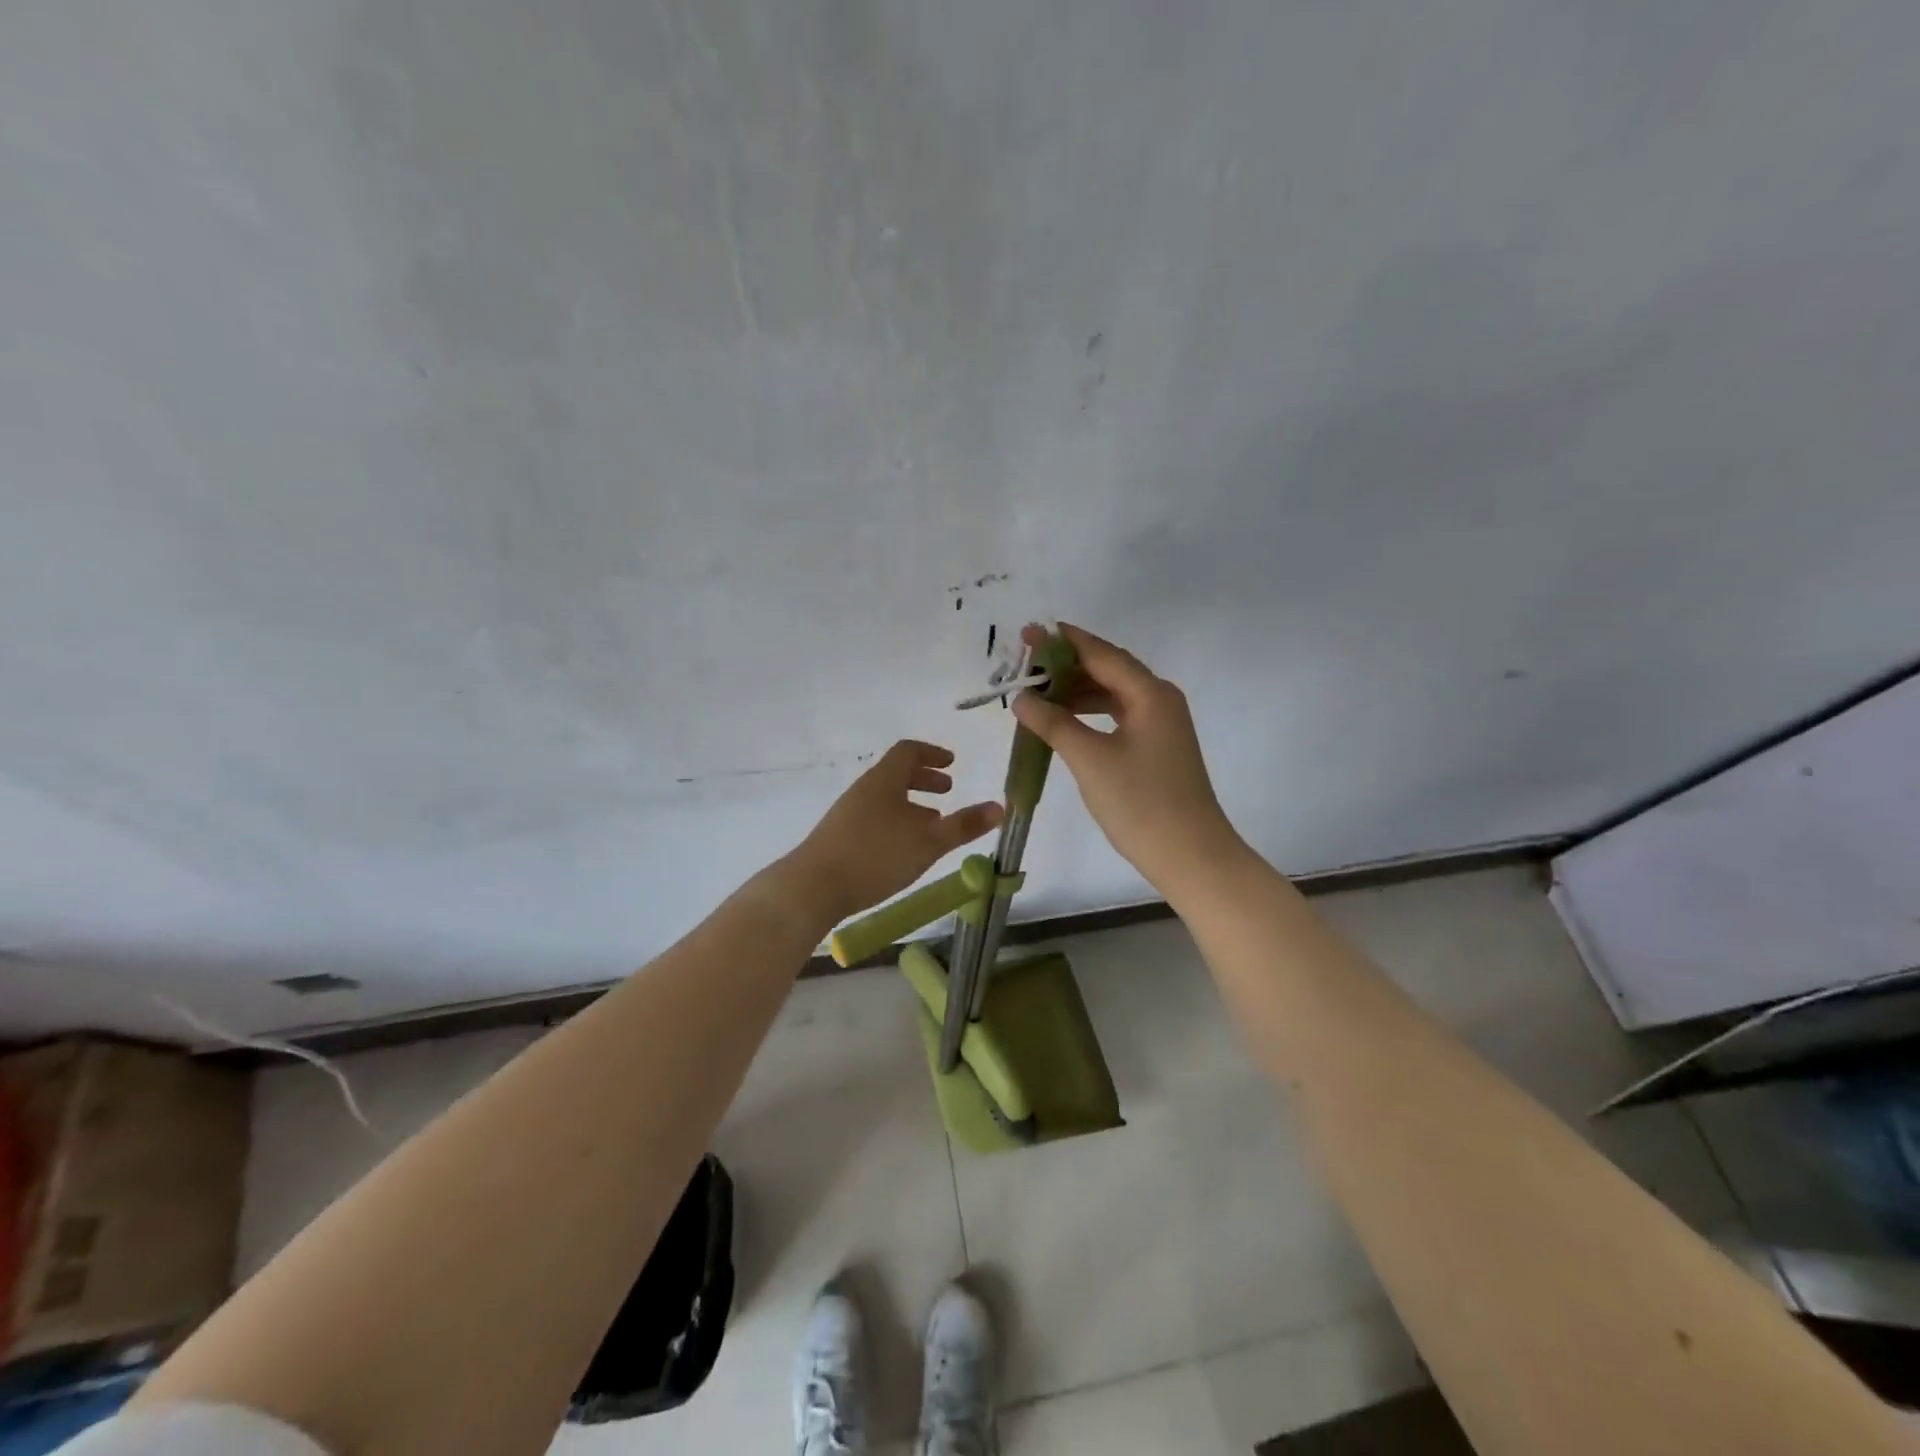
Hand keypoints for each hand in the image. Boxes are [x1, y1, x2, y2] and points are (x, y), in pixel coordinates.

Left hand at [791, 740, 1002, 922]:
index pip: (908, 751)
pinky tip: (904, 849)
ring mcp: (848, 813)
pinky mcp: (839, 836)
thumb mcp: (928, 842)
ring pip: (886, 798)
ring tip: (932, 823)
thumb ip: (964, 825)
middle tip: (947, 791)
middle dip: (924, 779)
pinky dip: (897, 821)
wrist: (813, 887)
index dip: (932, 753)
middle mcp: (864, 789)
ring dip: (911, 804)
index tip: (952, 763)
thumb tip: (1000, 807)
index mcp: (884, 780)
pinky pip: (875, 817)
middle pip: (896, 773)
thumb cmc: (875, 856)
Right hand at [1012, 623, 1243, 899]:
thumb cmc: (1141, 803)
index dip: (1062, 642)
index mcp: (1150, 693)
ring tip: (1036, 692)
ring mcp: (1160, 725)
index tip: (1027, 633)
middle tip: (1024, 663)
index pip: (1100, 654)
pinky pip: (1116, 716)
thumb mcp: (1090, 759)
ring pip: (1111, 694)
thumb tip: (1020, 697)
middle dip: (1065, 665)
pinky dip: (1088, 714)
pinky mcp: (1156, 747)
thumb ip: (1053, 722)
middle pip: (1107, 669)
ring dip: (1075, 691)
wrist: (1190, 856)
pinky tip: (1063, 721)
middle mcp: (1159, 700)